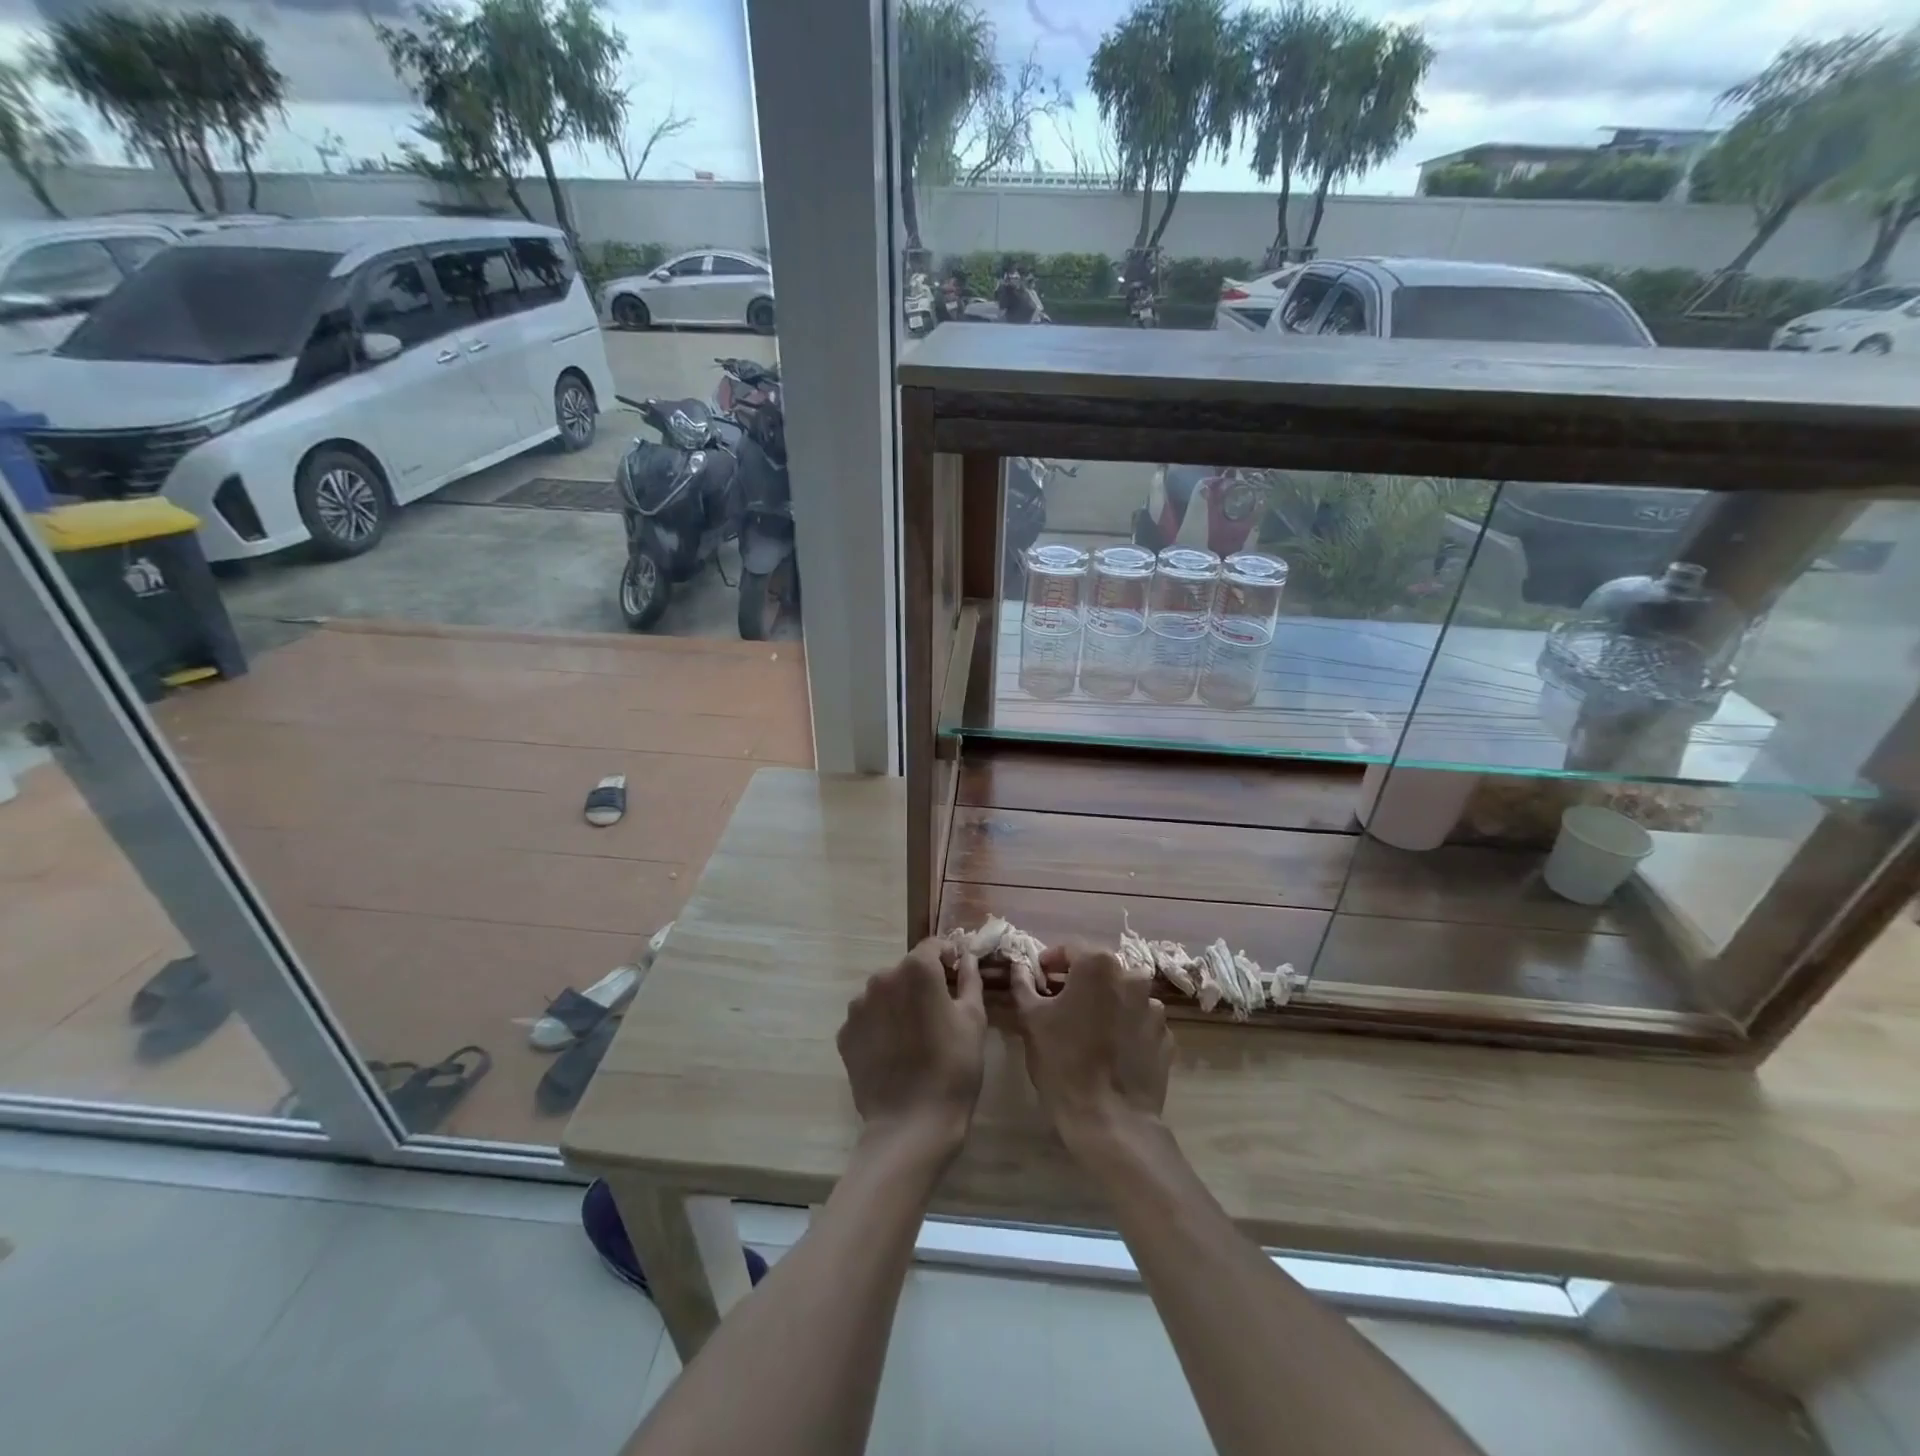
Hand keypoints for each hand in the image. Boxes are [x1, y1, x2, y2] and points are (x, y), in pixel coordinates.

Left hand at [837, 939, 985, 1159]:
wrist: (911, 1124)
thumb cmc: (953, 1068)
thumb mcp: (973, 1020)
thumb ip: (968, 979)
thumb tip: (966, 957)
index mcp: (916, 969)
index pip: (933, 946)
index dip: (948, 957)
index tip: (957, 977)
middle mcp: (882, 978)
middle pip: (906, 969)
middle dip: (922, 983)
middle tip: (939, 1013)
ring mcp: (858, 1006)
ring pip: (884, 993)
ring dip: (898, 1003)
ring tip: (914, 1036)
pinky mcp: (845, 1033)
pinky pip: (868, 1019)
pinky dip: (880, 1027)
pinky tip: (894, 1052)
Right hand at [1010, 942, 1172, 1149]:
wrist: (1110, 1120)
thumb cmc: (1063, 1062)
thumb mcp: (1030, 1019)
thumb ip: (1023, 984)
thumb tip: (1020, 966)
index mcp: (1098, 965)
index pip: (1069, 949)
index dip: (1050, 962)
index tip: (1038, 979)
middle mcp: (1132, 976)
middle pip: (1099, 970)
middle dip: (1078, 981)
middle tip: (1057, 1003)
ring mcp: (1154, 1008)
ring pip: (1121, 995)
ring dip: (1104, 1003)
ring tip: (1086, 1030)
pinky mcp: (1165, 1037)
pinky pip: (1139, 1021)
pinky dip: (1124, 1027)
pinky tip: (1109, 1050)